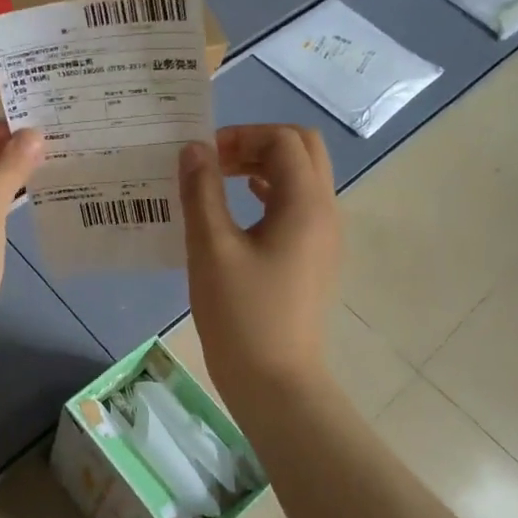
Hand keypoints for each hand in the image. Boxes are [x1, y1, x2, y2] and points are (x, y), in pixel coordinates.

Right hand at [179, 124, 340, 409]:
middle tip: (216, 162)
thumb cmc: (241, 314)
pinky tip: (236, 213)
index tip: (204, 156)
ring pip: (302, 178)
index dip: (242, 136)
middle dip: (258, 144)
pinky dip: (269, 194)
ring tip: (220, 182)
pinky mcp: (314, 258)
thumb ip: (202, 191)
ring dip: (263, 168)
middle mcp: (324, 212)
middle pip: (302, 150)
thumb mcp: (211, 248)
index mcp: (305, 204)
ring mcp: (323, 237)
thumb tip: (193, 149)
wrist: (276, 382)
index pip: (284, 140)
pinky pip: (297, 206)